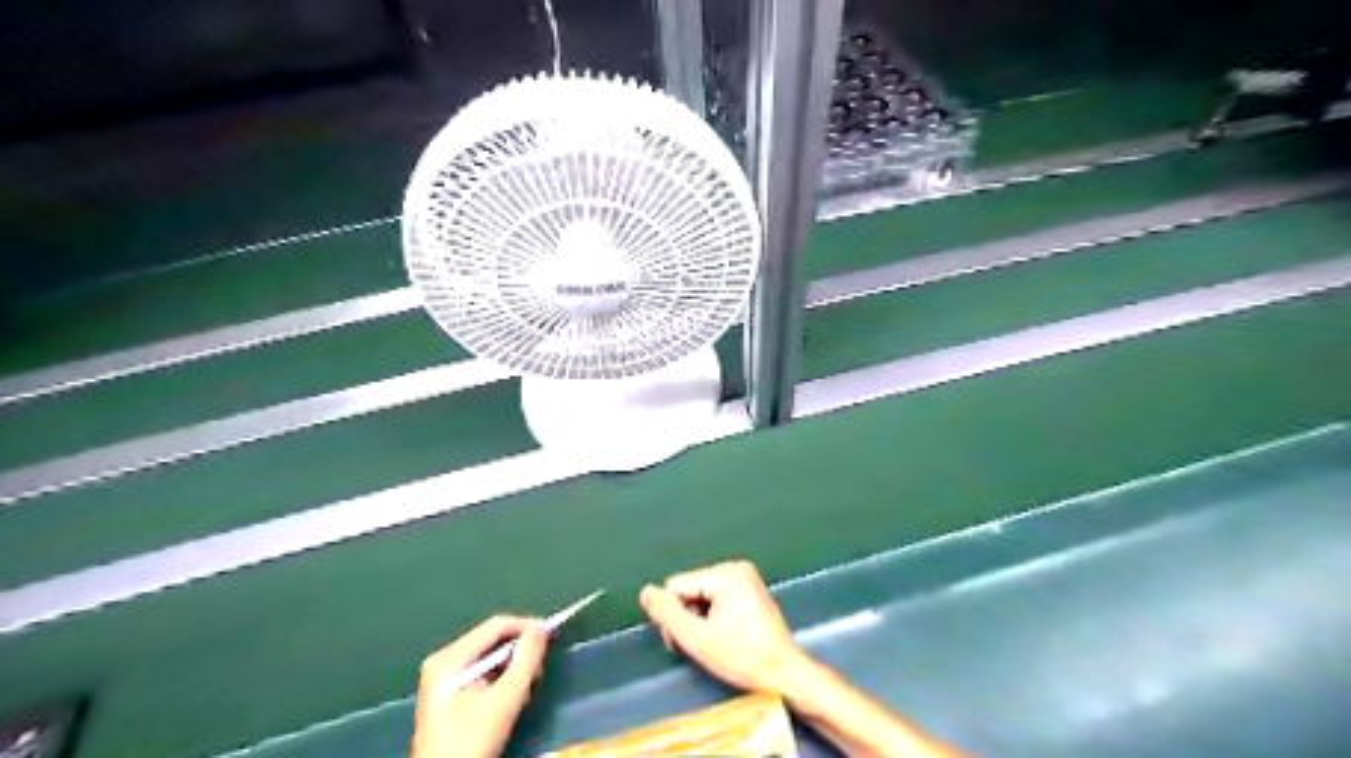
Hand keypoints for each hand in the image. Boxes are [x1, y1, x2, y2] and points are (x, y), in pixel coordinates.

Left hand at [416, 616, 553, 756]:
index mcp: (449, 658)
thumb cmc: (471, 742)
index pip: (496, 625)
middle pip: (491, 640)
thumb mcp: (505, 700)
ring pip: (488, 656)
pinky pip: (480, 670)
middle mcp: (443, 661)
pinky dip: (499, 677)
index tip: (551, 636)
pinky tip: (508, 696)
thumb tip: (541, 628)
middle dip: (518, 650)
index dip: (526, 627)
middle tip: (539, 667)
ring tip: (525, 685)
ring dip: (511, 666)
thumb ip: (526, 660)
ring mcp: (442, 677)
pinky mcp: (447, 693)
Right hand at [641, 561, 804, 694]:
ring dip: (698, 619)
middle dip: (686, 617)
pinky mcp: (748, 590)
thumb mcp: (698, 639)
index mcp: (727, 573)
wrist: (785, 674)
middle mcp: (736, 567)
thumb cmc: (744, 659)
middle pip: (688, 588)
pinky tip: (721, 637)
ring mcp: (744, 578)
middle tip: (698, 645)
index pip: (676, 586)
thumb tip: (646, 592)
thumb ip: (668, 614)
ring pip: (699, 595)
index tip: (685, 641)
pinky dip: (711, 618)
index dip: (674, 616)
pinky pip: (714, 598)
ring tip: (711, 643)